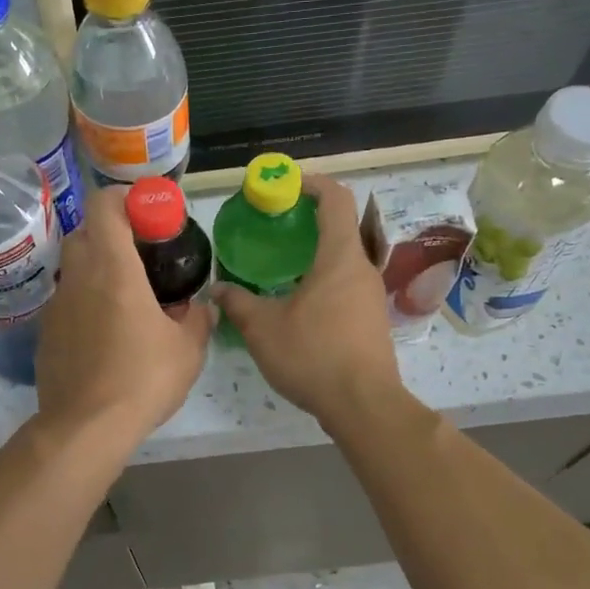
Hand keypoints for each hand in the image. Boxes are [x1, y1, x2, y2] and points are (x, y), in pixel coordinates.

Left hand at [36, 184, 213, 447]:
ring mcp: (57, 305)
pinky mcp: (46, 332)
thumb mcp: (188, 350)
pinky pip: (67, 302)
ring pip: (74, 268)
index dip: (125, 199)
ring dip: (98, 271)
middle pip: (86, 233)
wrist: (86, 428)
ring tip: (127, 299)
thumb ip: (198, 319)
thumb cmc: (143, 379)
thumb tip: (202, 306)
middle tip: (142, 257)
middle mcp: (79, 277)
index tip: (148, 214)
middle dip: (112, 235)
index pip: (104, 206)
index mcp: (113, 269)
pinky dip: (86, 303)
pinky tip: (106, 335)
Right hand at [212, 175, 402, 426]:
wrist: (364, 405)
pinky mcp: (372, 321)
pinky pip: (346, 286)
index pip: (335, 198)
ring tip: (279, 267)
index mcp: (340, 257)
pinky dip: (322, 281)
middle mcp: (362, 269)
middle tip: (271, 229)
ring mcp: (371, 296)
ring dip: (314, 255)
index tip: (284, 185)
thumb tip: (217, 290)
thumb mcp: (263, 329)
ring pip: (343, 261)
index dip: (311, 183)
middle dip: (306, 221)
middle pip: (340, 228)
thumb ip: (238, 304)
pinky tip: (297, 305)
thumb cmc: (314, 355)